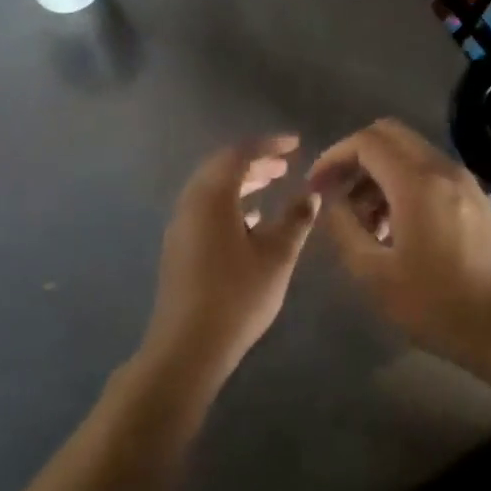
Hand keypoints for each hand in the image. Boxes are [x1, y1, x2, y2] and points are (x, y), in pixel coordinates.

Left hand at [139, 136, 319, 400]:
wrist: (187, 347)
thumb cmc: (237, 296)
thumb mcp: (277, 256)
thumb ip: (295, 220)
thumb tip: (311, 193)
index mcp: (211, 196)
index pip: (239, 154)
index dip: (268, 145)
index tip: (295, 144)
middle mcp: (190, 203)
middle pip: (221, 168)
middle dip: (254, 161)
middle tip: (284, 164)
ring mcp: (180, 226)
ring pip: (211, 189)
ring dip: (241, 182)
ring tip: (271, 185)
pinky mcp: (179, 248)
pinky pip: (205, 209)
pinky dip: (229, 203)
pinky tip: (251, 220)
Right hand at [310, 119, 490, 379]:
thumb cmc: (439, 305)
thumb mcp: (376, 275)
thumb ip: (345, 230)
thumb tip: (333, 203)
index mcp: (417, 182)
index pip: (366, 142)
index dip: (334, 157)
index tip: (316, 186)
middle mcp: (442, 169)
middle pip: (389, 135)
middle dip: (355, 157)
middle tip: (336, 193)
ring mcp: (464, 181)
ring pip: (409, 153)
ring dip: (378, 173)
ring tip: (363, 221)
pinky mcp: (475, 198)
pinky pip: (428, 172)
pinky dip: (402, 183)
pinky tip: (394, 228)